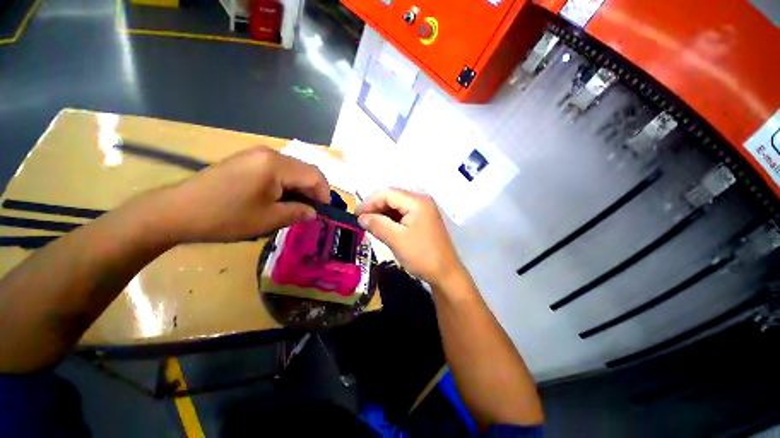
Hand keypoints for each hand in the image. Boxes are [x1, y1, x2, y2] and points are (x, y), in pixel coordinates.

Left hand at [154, 146, 329, 242]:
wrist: (177, 211)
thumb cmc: (226, 217)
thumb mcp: (269, 219)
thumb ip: (298, 212)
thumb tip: (313, 212)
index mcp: (276, 164)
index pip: (315, 175)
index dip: (324, 194)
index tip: (323, 212)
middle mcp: (269, 153)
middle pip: (304, 171)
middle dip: (312, 192)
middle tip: (310, 212)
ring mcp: (256, 155)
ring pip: (292, 171)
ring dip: (299, 189)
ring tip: (295, 208)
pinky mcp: (247, 161)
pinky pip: (277, 171)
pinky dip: (285, 185)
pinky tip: (278, 199)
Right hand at [357, 189, 462, 286]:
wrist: (446, 274)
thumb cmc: (422, 256)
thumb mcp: (396, 240)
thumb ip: (377, 225)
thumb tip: (361, 217)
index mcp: (417, 202)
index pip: (387, 194)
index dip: (369, 202)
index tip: (355, 215)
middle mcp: (421, 201)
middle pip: (393, 197)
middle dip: (375, 207)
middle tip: (361, 220)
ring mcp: (424, 210)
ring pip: (397, 206)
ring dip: (382, 213)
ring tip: (370, 225)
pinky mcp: (424, 220)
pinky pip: (403, 214)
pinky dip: (391, 219)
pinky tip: (383, 227)